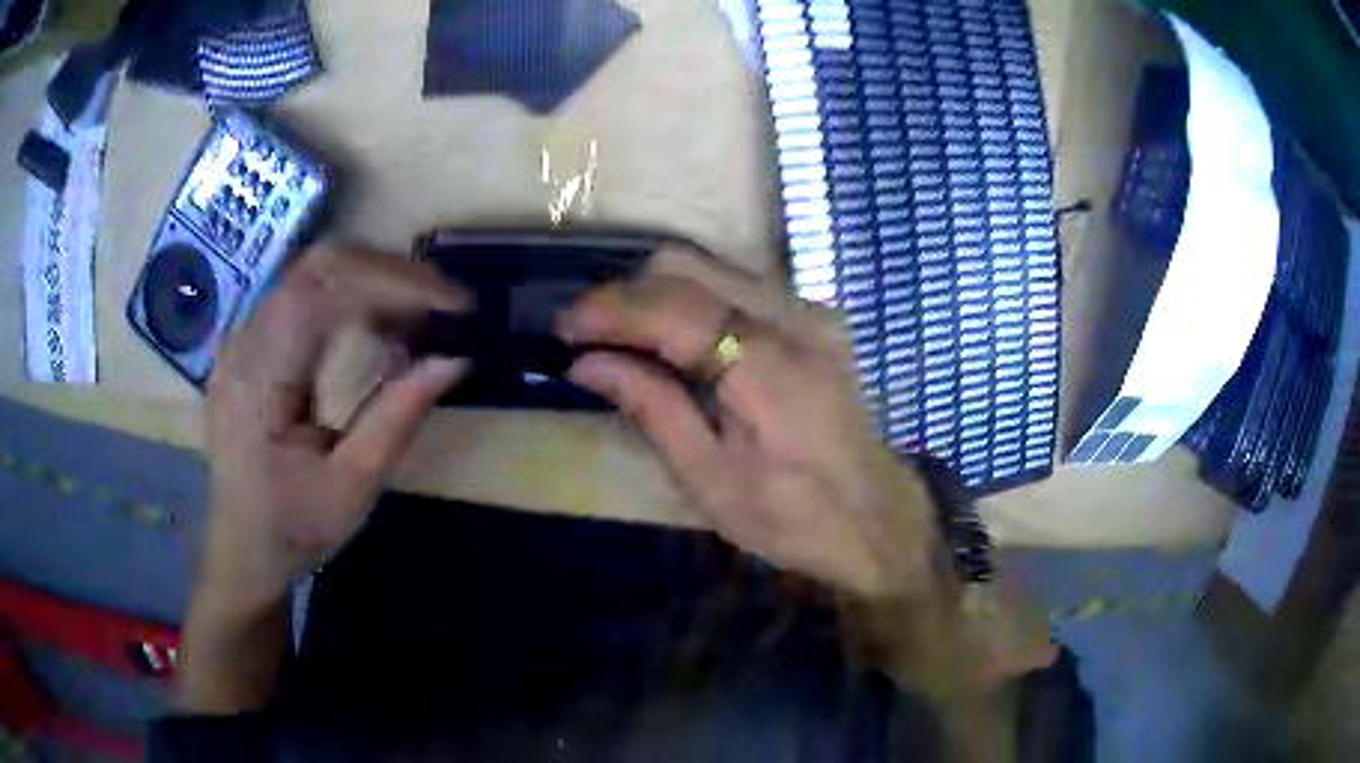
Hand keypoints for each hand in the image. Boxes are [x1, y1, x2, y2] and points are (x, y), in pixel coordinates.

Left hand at [202, 247, 469, 606]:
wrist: (243, 548)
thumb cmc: (293, 527)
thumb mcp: (352, 487)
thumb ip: (398, 418)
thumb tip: (455, 358)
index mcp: (258, 381)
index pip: (322, 291)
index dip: (392, 284)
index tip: (453, 307)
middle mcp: (244, 343)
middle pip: (318, 266)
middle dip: (389, 273)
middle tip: (443, 306)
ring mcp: (243, 338)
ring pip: (313, 272)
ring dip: (374, 282)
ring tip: (421, 316)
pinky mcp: (252, 342)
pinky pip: (304, 293)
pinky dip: (353, 298)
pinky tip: (380, 325)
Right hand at [557, 247, 940, 598]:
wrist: (875, 517)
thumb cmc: (794, 518)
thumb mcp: (711, 482)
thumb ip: (653, 410)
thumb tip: (586, 363)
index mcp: (773, 372)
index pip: (676, 310)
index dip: (611, 310)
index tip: (564, 328)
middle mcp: (797, 320)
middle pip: (689, 265)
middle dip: (626, 292)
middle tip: (588, 336)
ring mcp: (811, 310)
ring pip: (711, 265)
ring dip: (654, 290)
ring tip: (619, 335)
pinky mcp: (814, 315)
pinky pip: (735, 283)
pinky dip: (689, 297)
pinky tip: (669, 336)